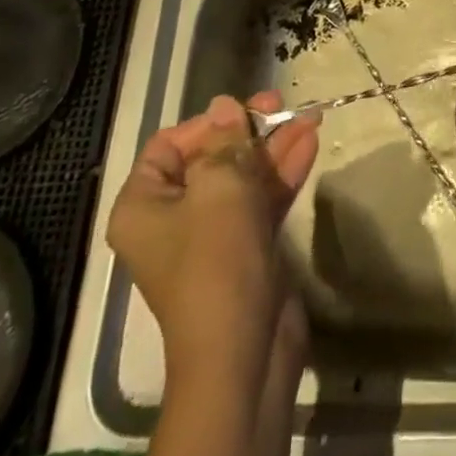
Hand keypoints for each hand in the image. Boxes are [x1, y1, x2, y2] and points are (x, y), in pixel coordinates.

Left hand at [106, 92, 319, 385]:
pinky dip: (283, 172)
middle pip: (211, 157)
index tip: (242, 112)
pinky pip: (261, 199)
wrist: (244, 351)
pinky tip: (311, 142)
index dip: (206, 124)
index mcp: (144, 205)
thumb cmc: (217, 259)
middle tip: (280, 104)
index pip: (168, 146)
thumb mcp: (220, 186)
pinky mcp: (246, 248)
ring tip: (309, 116)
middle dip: (248, 130)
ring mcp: (212, 235)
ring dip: (274, 146)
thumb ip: (226, 140)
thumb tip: (224, 105)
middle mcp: (172, 218)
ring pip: (242, 176)